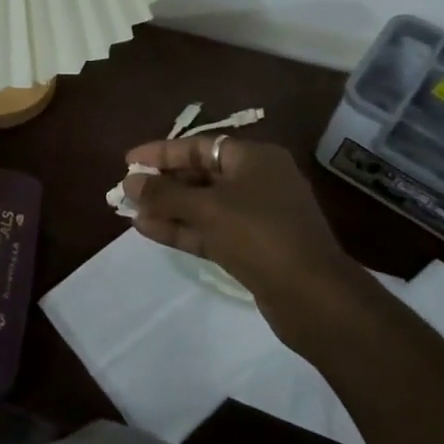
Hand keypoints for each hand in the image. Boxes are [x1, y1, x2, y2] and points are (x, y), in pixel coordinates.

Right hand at [123, 136, 356, 315]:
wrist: (314, 297)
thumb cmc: (260, 235)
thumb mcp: (207, 209)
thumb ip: (164, 194)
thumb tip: (129, 182)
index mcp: (255, 158)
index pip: (200, 146)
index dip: (162, 152)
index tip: (129, 161)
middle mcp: (258, 180)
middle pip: (201, 174)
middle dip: (164, 183)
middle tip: (128, 190)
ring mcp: (258, 216)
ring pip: (204, 205)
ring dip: (169, 209)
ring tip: (131, 213)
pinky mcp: (254, 248)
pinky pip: (212, 230)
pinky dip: (183, 229)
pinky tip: (150, 231)